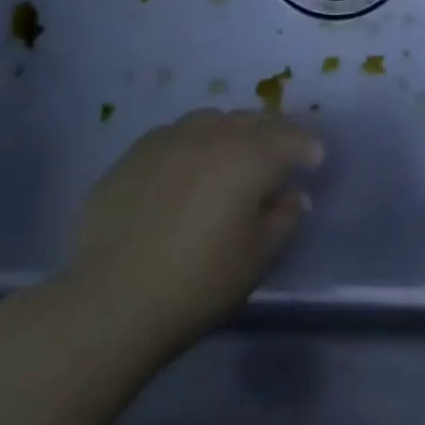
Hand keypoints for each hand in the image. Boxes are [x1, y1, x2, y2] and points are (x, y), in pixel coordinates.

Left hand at [60, 108, 321, 352]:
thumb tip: (292, 195)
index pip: (291, 137)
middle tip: (281, 156)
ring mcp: (167, 140)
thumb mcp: (257, 258)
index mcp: (249, 156)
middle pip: (253, 120)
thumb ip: (284, 219)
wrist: (108, 303)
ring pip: (211, 120)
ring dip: (232, 132)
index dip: (308, 147)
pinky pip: (174, 136)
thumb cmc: (197, 283)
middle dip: (274, 133)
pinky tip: (187, 169)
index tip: (315, 161)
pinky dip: (193, 144)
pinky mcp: (131, 156)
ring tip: (232, 155)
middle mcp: (211, 135)